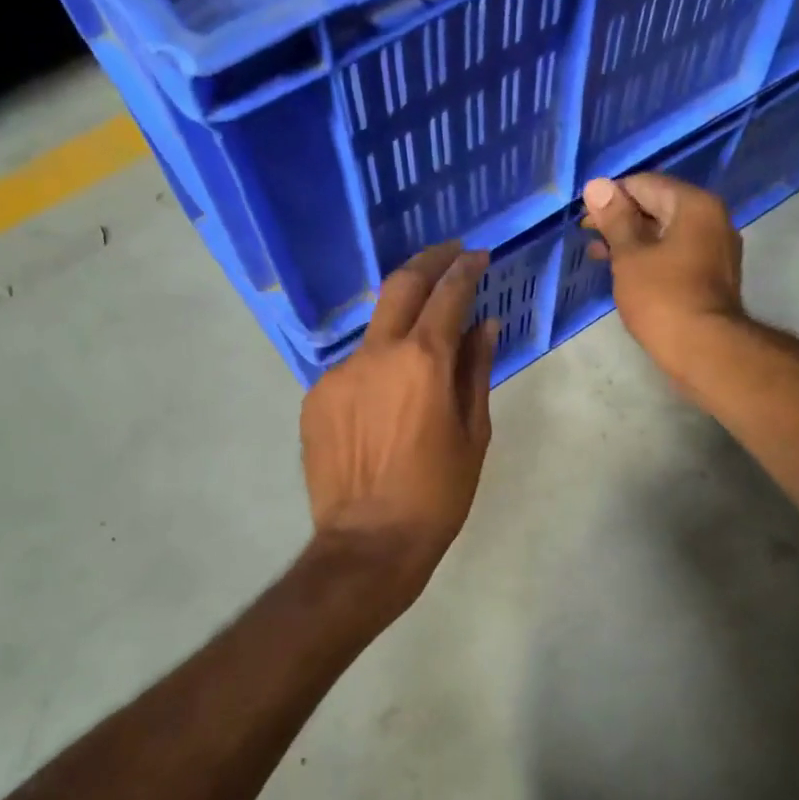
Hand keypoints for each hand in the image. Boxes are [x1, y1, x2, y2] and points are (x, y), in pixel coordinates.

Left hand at [300, 242, 496, 595]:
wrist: (368, 543)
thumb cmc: (437, 494)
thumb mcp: (473, 434)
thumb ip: (475, 371)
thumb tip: (483, 326)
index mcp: (423, 361)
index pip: (447, 294)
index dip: (465, 269)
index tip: (477, 257)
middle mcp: (376, 354)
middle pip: (400, 285)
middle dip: (428, 262)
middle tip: (449, 256)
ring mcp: (338, 373)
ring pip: (375, 332)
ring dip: (401, 327)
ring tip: (420, 351)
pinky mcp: (315, 397)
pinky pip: (353, 369)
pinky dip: (375, 369)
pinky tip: (385, 401)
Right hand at [582, 174, 744, 379]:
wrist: (704, 350)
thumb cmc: (662, 298)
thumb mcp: (629, 256)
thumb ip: (614, 219)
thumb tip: (597, 185)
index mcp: (694, 205)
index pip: (645, 183)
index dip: (611, 197)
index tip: (585, 219)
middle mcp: (713, 218)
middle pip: (658, 205)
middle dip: (621, 219)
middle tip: (589, 237)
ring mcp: (716, 248)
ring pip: (666, 232)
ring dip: (633, 240)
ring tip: (599, 255)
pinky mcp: (713, 275)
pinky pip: (676, 253)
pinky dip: (651, 256)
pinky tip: (626, 272)